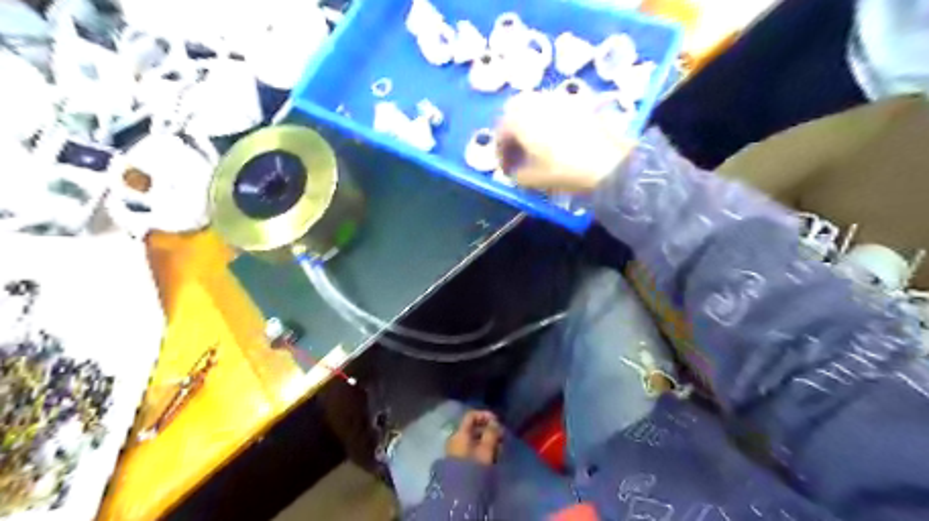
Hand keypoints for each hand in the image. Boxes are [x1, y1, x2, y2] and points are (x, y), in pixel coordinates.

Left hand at [446, 408, 504, 466]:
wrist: (459, 496)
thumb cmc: (473, 469)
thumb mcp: (486, 450)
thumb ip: (491, 433)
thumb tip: (494, 422)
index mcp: (460, 433)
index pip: (471, 416)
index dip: (485, 415)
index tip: (498, 422)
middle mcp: (455, 439)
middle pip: (473, 428)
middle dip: (488, 430)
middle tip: (502, 437)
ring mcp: (456, 451)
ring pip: (473, 440)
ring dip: (487, 441)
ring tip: (500, 449)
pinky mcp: (459, 462)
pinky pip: (471, 450)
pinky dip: (482, 450)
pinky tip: (492, 457)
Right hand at [494, 90, 631, 193]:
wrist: (608, 162)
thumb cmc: (564, 170)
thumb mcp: (533, 179)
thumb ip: (516, 174)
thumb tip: (514, 171)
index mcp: (519, 118)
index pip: (500, 132)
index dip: (500, 153)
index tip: (505, 170)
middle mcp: (536, 102)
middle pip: (514, 112)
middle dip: (512, 132)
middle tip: (517, 152)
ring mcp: (558, 98)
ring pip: (535, 106)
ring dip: (529, 123)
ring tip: (536, 145)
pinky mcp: (578, 101)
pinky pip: (554, 108)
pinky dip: (548, 120)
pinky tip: (556, 138)